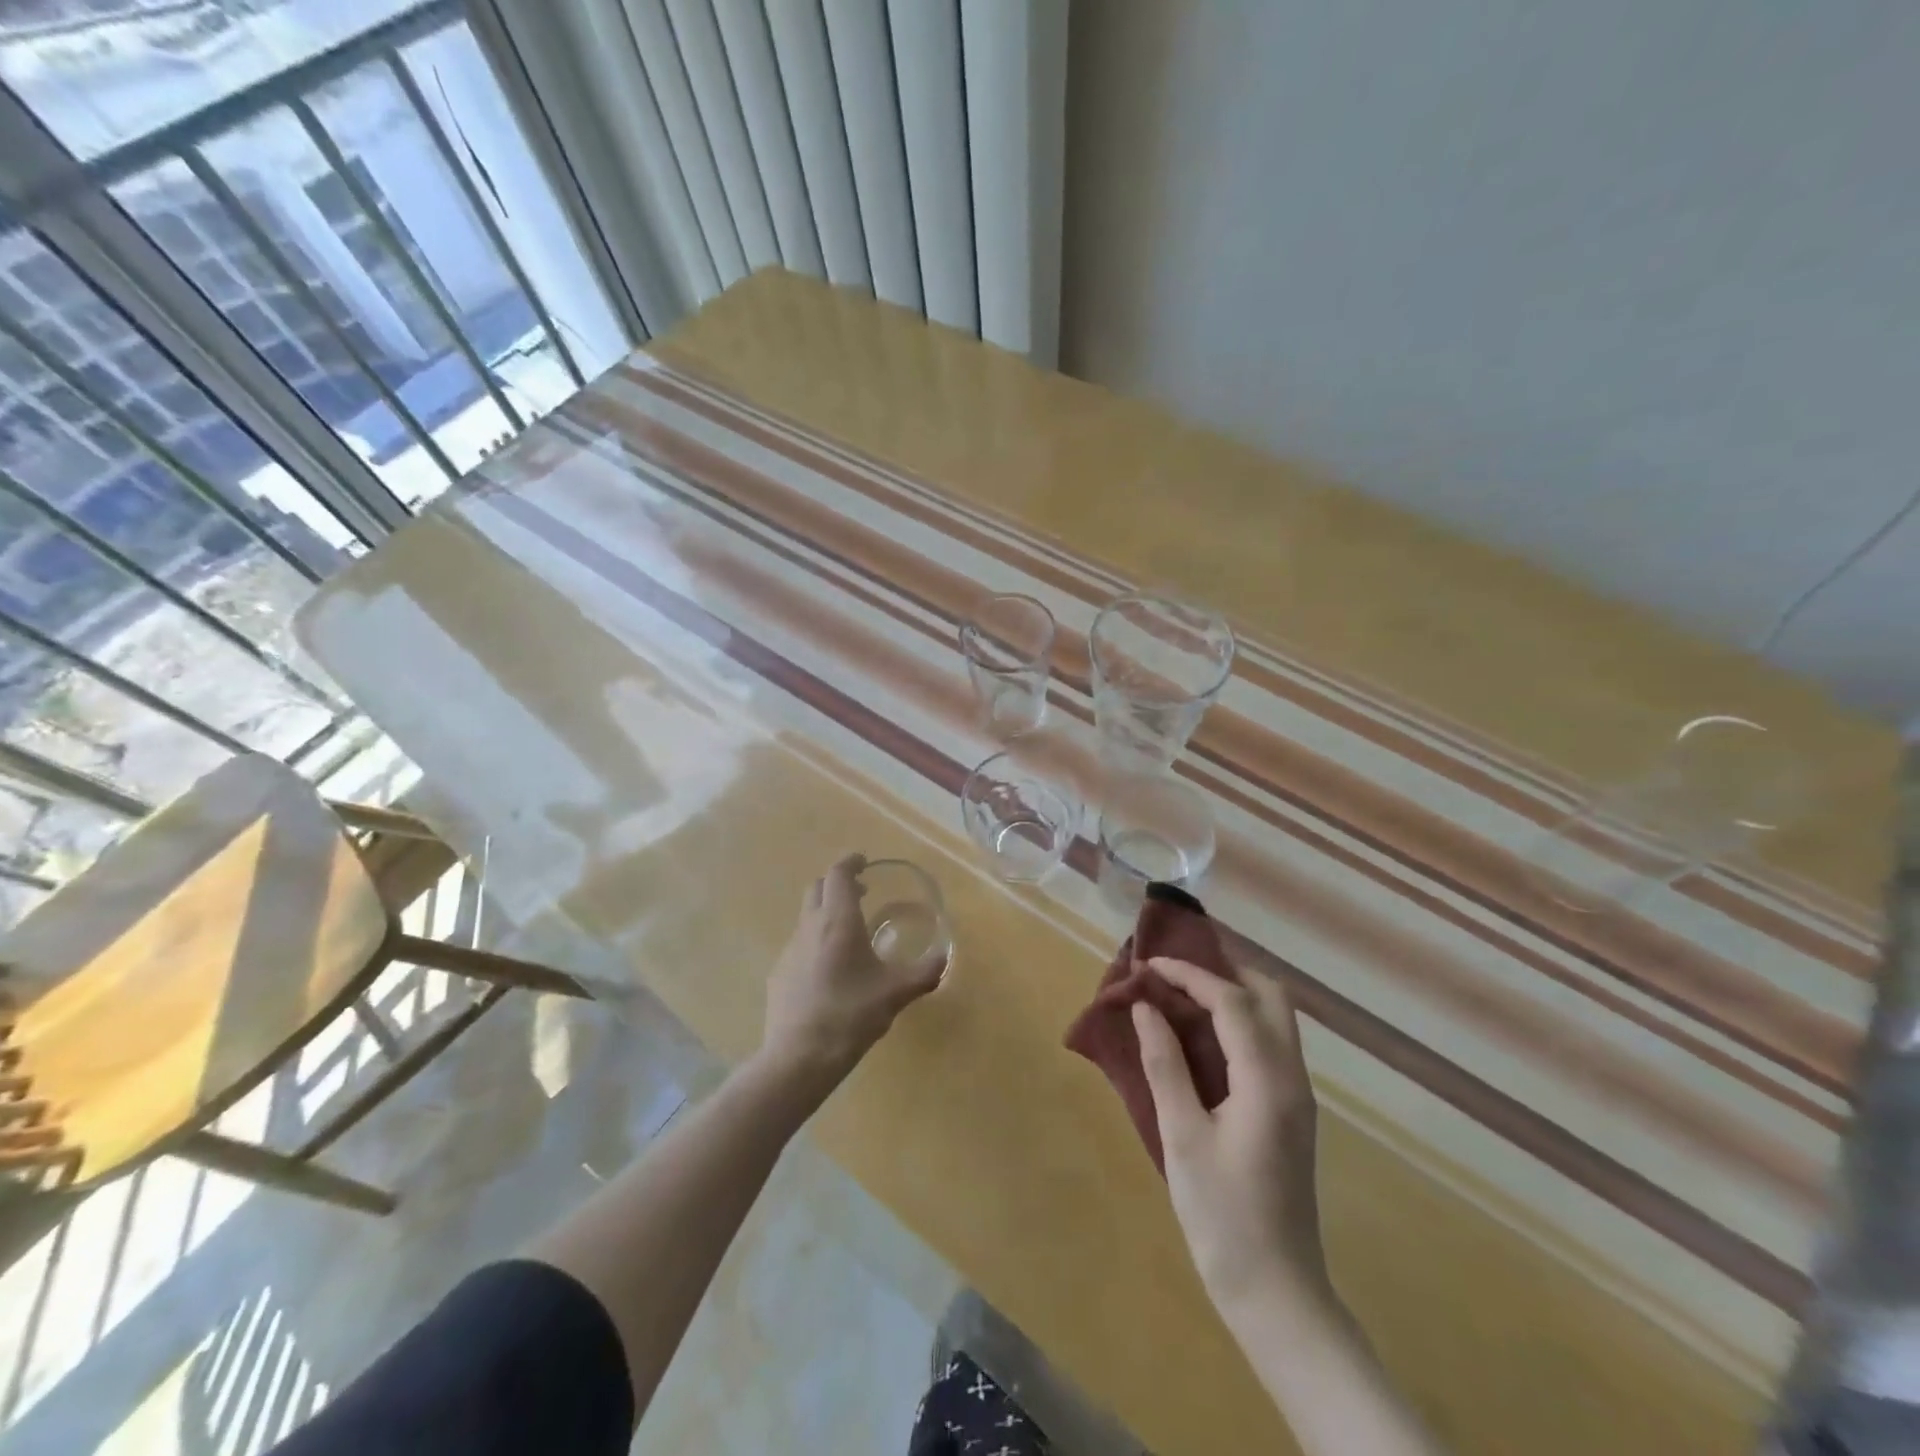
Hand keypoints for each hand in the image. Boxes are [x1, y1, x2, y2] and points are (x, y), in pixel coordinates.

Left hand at [760, 854, 944, 1088]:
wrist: (798, 1058)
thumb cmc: (850, 1016)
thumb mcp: (895, 994)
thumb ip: (923, 973)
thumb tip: (944, 959)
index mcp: (838, 922)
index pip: (838, 874)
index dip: (850, 862)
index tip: (864, 861)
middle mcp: (810, 927)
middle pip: (818, 888)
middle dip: (838, 883)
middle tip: (861, 892)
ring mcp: (789, 950)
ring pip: (807, 916)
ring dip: (826, 912)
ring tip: (850, 933)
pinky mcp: (779, 974)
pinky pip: (799, 944)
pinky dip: (816, 940)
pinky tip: (831, 970)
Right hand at [1132, 956, 1330, 1322]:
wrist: (1277, 1294)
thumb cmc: (1223, 1217)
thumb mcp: (1182, 1137)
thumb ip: (1165, 1065)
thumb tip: (1146, 1008)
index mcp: (1268, 1081)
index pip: (1233, 1001)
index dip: (1189, 974)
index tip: (1148, 965)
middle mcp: (1293, 1078)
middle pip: (1271, 996)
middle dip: (1224, 971)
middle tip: (1175, 972)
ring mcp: (1297, 1095)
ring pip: (1275, 1018)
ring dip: (1233, 993)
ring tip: (1182, 993)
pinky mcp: (1290, 1111)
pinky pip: (1270, 1042)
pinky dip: (1238, 1021)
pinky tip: (1203, 1033)